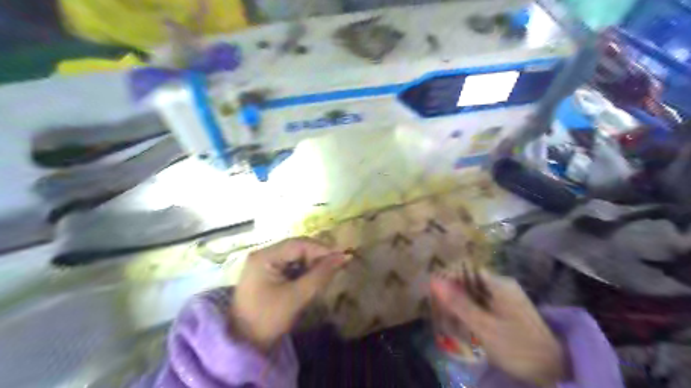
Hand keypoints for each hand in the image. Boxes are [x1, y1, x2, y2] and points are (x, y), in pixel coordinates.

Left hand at [230, 239, 345, 348]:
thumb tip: (345, 256)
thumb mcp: (297, 297)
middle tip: (335, 269)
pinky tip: (311, 280)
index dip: (322, 250)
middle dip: (317, 257)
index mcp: (265, 256)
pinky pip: (290, 265)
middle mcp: (263, 254)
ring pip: (295, 256)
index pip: (299, 244)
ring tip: (325, 275)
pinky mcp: (267, 273)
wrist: (243, 345)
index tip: (341, 260)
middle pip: (296, 248)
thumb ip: (321, 275)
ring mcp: (264, 263)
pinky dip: (303, 271)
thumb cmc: (268, 320)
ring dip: (311, 264)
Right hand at [430, 273, 566, 386]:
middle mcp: (503, 285)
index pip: (465, 270)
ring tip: (450, 321)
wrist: (554, 371)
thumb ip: (458, 302)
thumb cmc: (517, 347)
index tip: (435, 296)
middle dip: (454, 295)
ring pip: (475, 293)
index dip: (448, 280)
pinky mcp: (508, 310)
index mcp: (499, 283)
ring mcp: (507, 297)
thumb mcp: (484, 326)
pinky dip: (472, 312)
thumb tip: (434, 279)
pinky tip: (466, 326)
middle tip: (441, 313)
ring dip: (461, 305)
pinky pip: (483, 304)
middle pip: (470, 281)